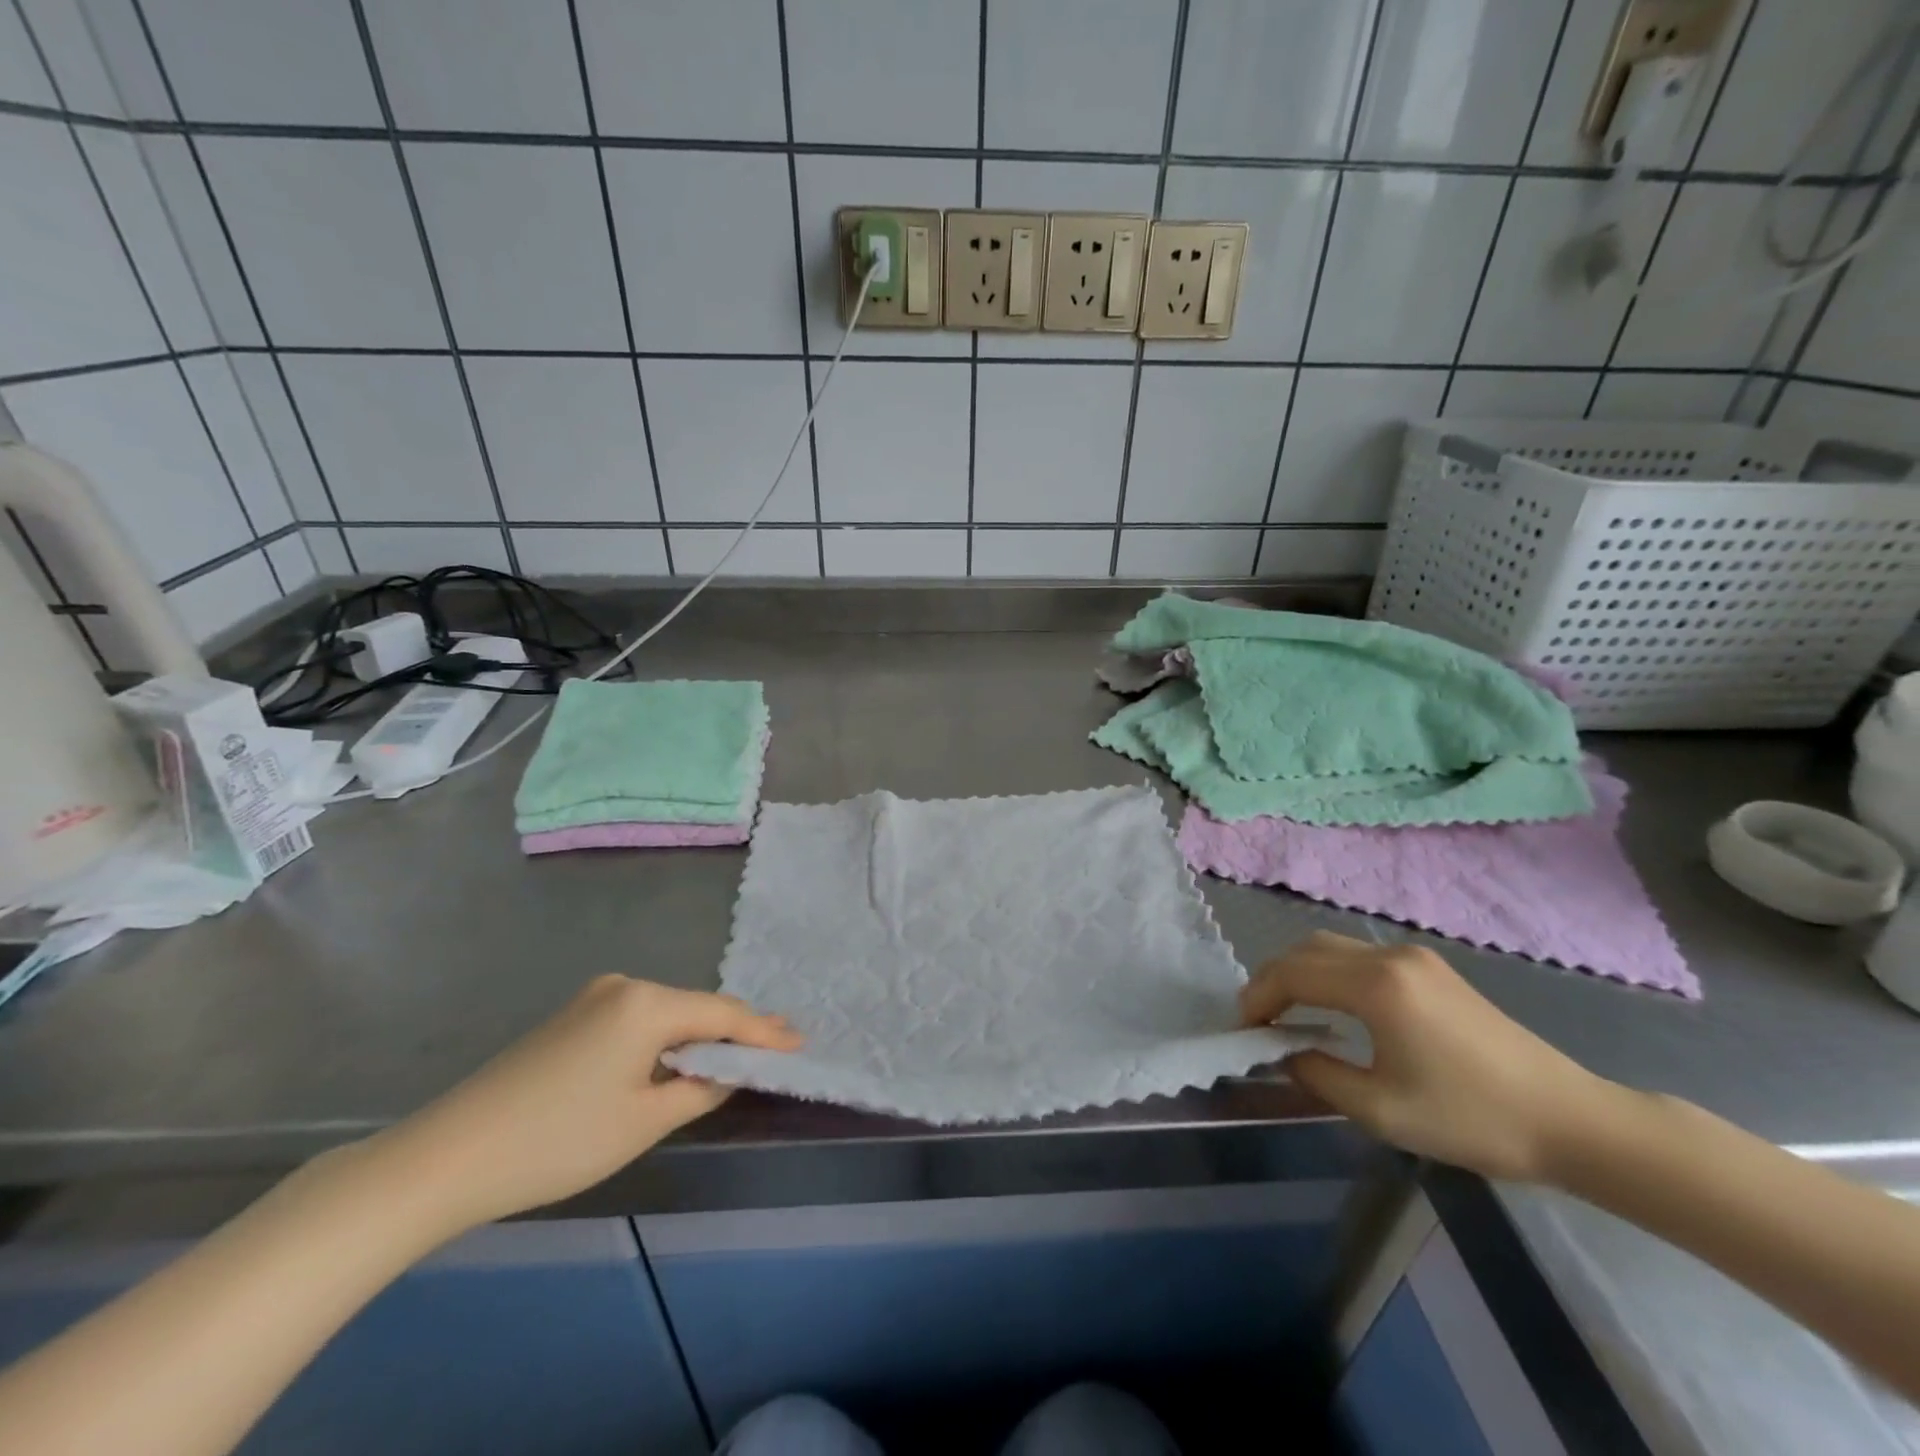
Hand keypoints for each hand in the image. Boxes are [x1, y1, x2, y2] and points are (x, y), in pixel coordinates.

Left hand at [382, 977, 801, 1231]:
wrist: (446, 1157)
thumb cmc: (558, 1141)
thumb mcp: (643, 1121)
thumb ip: (700, 1088)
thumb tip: (728, 1069)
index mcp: (646, 1003)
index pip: (722, 1014)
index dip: (763, 1032)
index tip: (800, 1041)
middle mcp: (625, 986)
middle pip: (696, 1007)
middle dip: (736, 1028)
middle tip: (779, 1042)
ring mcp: (594, 998)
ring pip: (667, 1013)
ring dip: (700, 1034)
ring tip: (738, 1050)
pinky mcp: (572, 1017)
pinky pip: (638, 1020)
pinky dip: (666, 1038)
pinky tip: (679, 1055)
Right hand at [1241, 932, 1610, 1181]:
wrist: (1570, 1120)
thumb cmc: (1472, 1118)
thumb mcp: (1381, 1109)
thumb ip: (1317, 1074)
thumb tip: (1284, 1054)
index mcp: (1375, 985)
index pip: (1291, 973)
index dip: (1258, 998)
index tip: (1243, 1031)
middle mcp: (1389, 957)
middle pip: (1307, 950)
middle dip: (1273, 979)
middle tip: (1259, 1020)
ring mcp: (1414, 958)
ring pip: (1332, 947)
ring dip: (1300, 972)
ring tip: (1288, 1013)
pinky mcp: (1432, 969)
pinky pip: (1360, 956)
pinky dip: (1330, 973)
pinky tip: (1334, 1007)